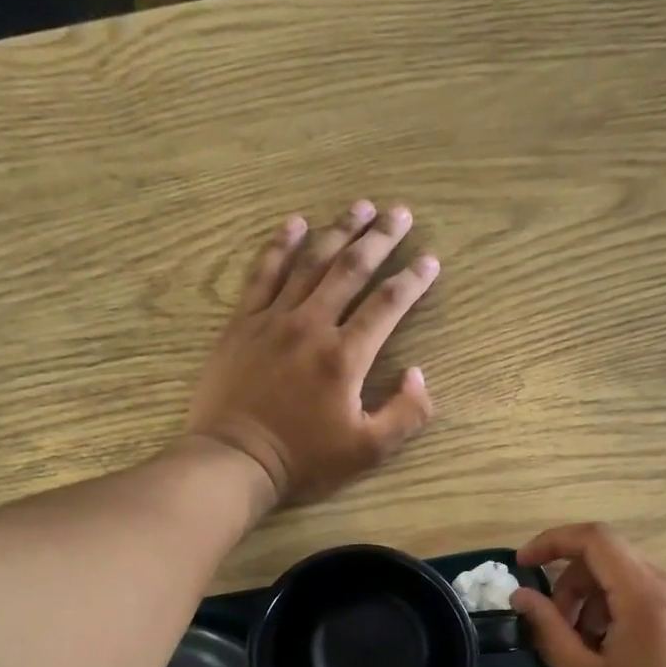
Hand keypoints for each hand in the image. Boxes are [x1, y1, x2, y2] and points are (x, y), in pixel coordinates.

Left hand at [187, 202, 438, 505]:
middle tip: (400, 213)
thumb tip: (419, 375)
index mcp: (345, 356)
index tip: (430, 261)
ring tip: (360, 207)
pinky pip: (263, 273)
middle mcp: (311, 325)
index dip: (413, 280)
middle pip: (351, 269)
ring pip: (310, 263)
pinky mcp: (242, 323)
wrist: (234, 459)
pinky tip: (294, 223)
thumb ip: (405, 414)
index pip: (388, 305)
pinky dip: (279, 245)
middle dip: (380, 238)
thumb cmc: (304, 459)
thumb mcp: (368, 450)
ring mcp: (273, 319)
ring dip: (338, 231)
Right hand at [510, 523, 665, 666]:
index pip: (596, 539)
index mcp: (650, 598)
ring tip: (585, 650)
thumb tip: (522, 596)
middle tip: (556, 630)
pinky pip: (649, 598)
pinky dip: (619, 611)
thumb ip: (549, 629)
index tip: (522, 567)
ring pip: (628, 579)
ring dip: (594, 601)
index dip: (552, 542)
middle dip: (572, 585)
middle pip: (610, 559)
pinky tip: (613, 654)